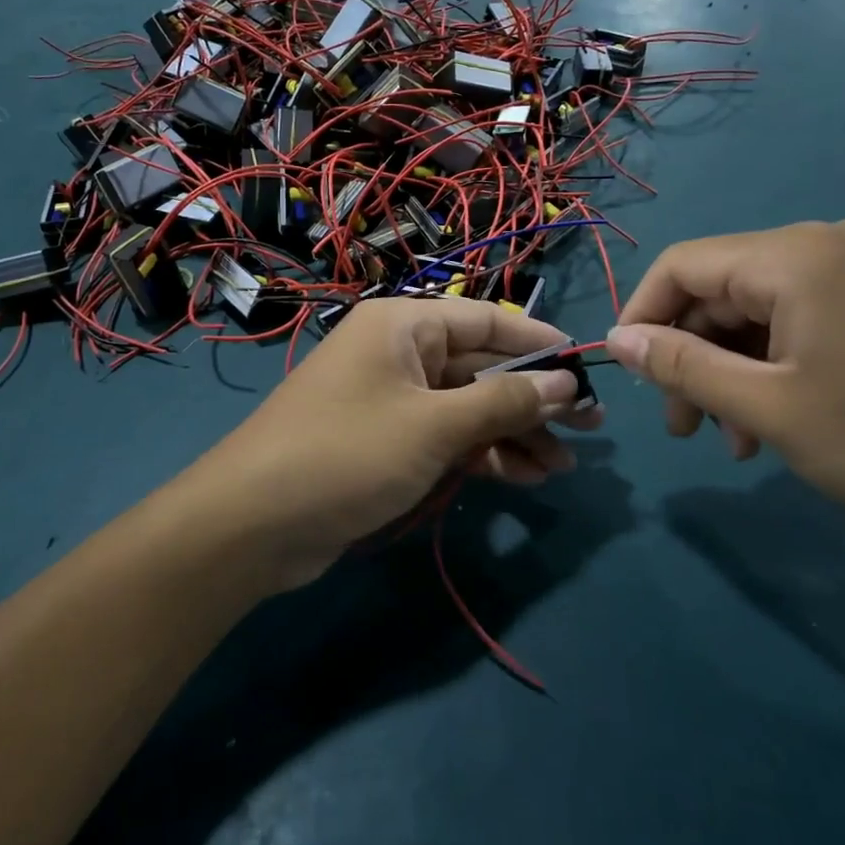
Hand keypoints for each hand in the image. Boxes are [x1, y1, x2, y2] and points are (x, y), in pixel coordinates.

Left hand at [186, 298, 603, 588]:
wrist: (253, 524)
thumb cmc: (347, 454)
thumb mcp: (434, 426)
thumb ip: (502, 402)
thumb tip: (565, 384)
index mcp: (403, 325)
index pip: (486, 320)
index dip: (540, 342)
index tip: (589, 367)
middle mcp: (398, 353)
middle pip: (480, 366)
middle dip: (533, 398)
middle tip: (591, 428)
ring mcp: (391, 400)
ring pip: (467, 407)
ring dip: (513, 433)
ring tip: (563, 466)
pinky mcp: (385, 443)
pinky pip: (445, 437)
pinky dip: (481, 454)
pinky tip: (523, 478)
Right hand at [606, 220, 844, 528]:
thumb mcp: (769, 409)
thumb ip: (682, 368)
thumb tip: (616, 339)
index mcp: (793, 256)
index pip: (682, 266)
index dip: (642, 315)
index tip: (630, 375)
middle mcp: (824, 244)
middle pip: (719, 290)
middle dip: (691, 358)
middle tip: (684, 428)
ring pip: (757, 311)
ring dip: (731, 371)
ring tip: (734, 441)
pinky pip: (800, 319)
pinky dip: (773, 365)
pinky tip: (776, 421)